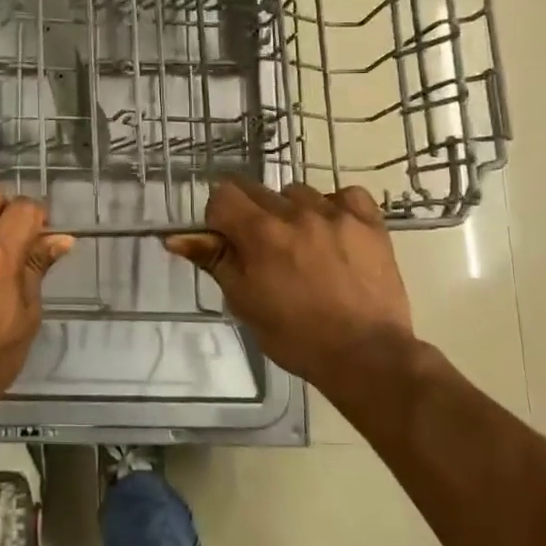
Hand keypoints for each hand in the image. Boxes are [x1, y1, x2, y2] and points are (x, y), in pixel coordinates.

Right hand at [164, 180, 418, 391]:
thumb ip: (214, 261)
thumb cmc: (296, 336)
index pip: (223, 195)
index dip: (219, 218)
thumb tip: (175, 237)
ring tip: (302, 246)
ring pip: (298, 193)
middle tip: (262, 252)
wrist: (367, 356)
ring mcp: (337, 215)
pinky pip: (345, 196)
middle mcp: (296, 212)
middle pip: (257, 190)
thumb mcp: (244, 301)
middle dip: (250, 215)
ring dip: (291, 212)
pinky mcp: (370, 223)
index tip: (228, 243)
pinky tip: (334, 232)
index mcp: (261, 232)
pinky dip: (335, 208)